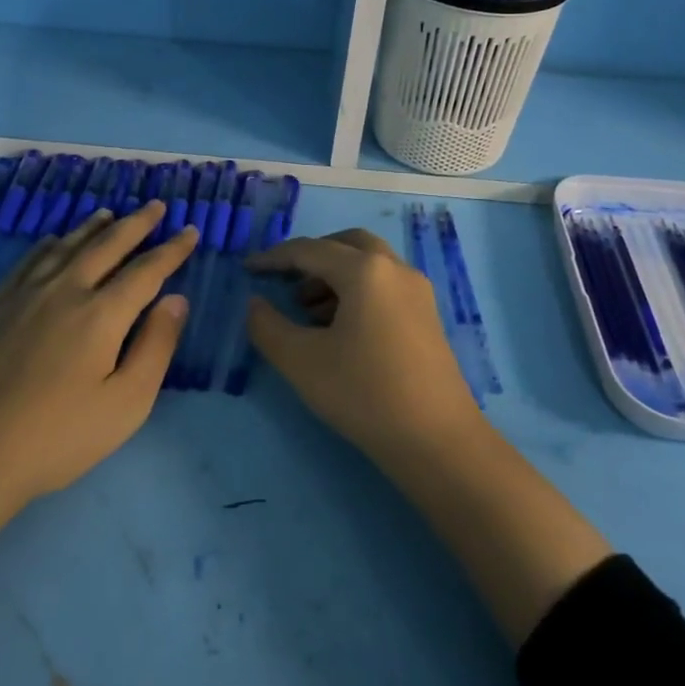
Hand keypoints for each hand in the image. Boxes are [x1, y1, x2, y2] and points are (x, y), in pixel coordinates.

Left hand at [0, 201, 197, 510]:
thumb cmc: (58, 436)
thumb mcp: (126, 404)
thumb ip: (156, 347)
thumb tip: (177, 299)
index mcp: (102, 314)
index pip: (146, 270)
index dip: (172, 250)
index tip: (190, 231)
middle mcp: (65, 291)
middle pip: (107, 246)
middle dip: (136, 224)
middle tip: (155, 206)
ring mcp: (24, 295)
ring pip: (66, 246)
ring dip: (93, 227)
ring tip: (110, 214)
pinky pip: (28, 261)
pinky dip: (48, 244)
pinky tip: (53, 241)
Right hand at [245, 228, 480, 457]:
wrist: (436, 440)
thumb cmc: (363, 393)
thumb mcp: (301, 361)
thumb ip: (268, 326)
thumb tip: (255, 303)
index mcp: (365, 271)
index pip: (310, 251)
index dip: (274, 258)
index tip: (247, 269)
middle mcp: (395, 269)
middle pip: (347, 245)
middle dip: (312, 257)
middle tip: (285, 280)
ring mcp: (417, 291)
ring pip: (369, 265)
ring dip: (334, 276)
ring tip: (307, 312)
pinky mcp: (427, 316)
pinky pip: (385, 286)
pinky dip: (357, 292)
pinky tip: (339, 329)